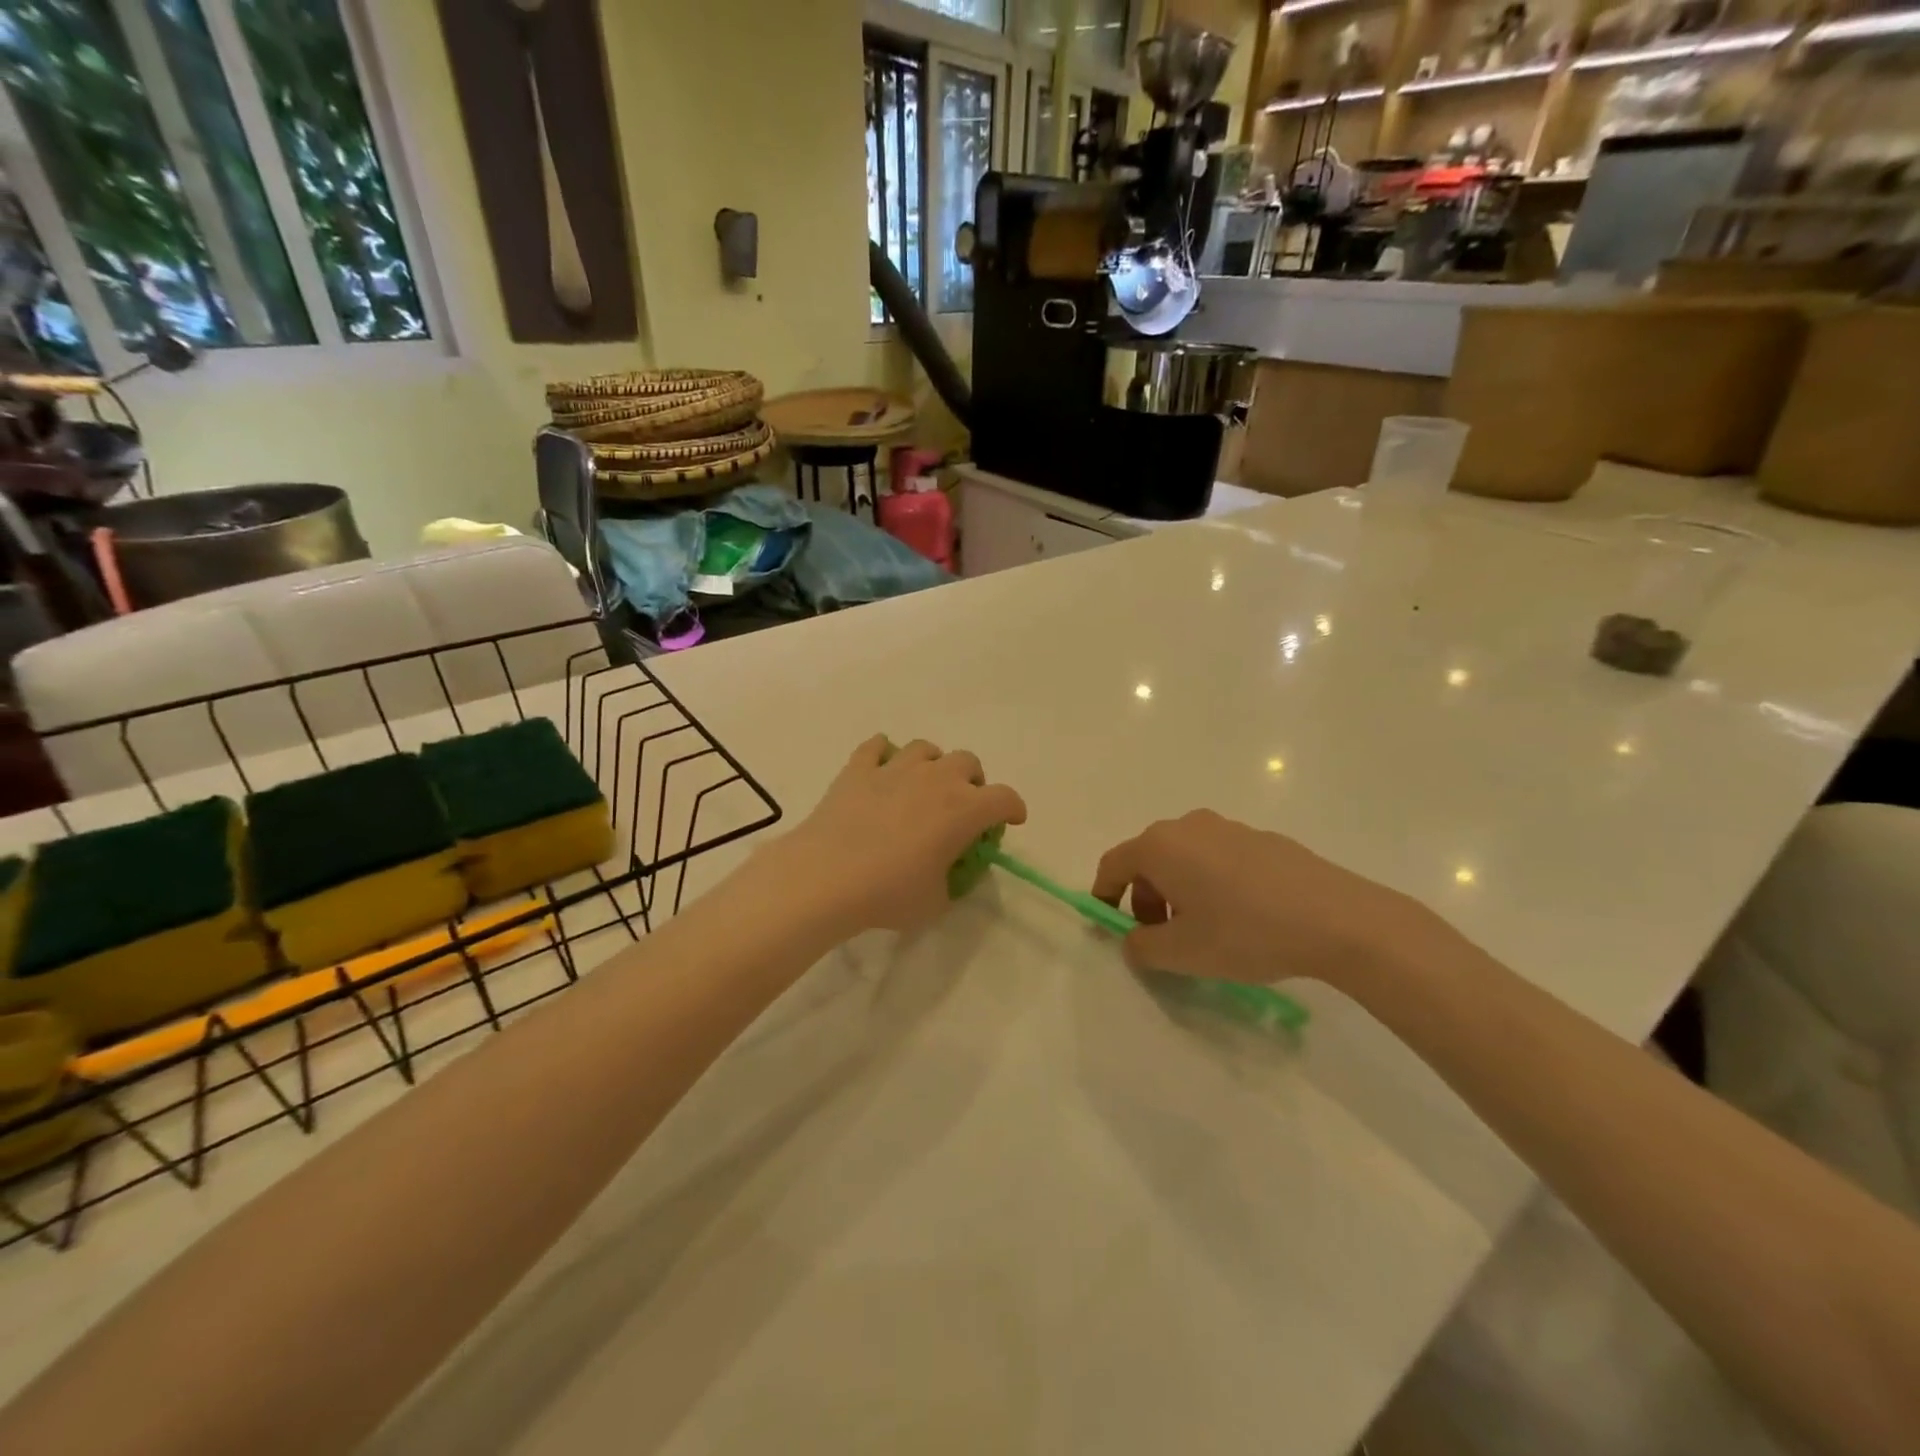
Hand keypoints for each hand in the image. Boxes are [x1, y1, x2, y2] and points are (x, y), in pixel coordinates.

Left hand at [777, 735, 1026, 935]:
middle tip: (963, 806)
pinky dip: (884, 753)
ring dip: (932, 764)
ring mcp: (895, 769)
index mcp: (964, 809)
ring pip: (925, 748)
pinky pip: (876, 746)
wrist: (827, 877)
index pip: (1004, 798)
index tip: (1010, 821)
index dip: (1013, 809)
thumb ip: (952, 881)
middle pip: (968, 762)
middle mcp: (935, 779)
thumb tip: (948, 871)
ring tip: (923, 786)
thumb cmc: (889, 894)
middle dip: (973, 781)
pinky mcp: (858, 769)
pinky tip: (881, 768)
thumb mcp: (936, 902)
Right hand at [1091, 810, 1447, 987]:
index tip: (1110, 925)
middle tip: (1161, 937)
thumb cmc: (1244, 932)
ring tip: (1203, 930)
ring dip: (1179, 890)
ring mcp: (1228, 827)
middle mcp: (1188, 826)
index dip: (1104, 895)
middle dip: (1144, 898)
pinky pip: (1218, 858)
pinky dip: (1212, 882)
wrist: (1336, 918)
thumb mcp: (1182, 953)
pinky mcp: (1261, 838)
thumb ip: (1142, 948)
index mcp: (1160, 846)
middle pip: (1149, 859)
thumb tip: (1133, 941)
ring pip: (1185, 858)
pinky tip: (1241, 917)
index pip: (1114, 865)